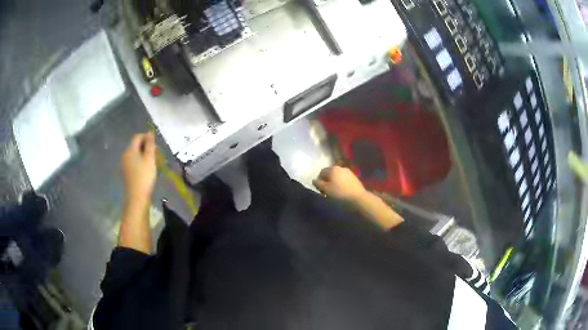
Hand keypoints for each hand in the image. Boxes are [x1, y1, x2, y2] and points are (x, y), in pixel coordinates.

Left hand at [121, 132, 157, 203]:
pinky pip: (132, 162)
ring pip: (134, 154)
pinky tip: (145, 169)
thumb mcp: (150, 159)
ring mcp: (124, 164)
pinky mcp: (125, 172)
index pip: (137, 137)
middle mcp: (125, 155)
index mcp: (130, 150)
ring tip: (152, 162)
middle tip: (155, 154)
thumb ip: (150, 145)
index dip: (146, 137)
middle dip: (145, 146)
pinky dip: (139, 161)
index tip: (155, 144)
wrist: (136, 197)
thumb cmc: (144, 177)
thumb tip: (150, 132)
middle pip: (134, 145)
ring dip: (142, 154)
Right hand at [313, 166, 367, 202]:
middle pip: (330, 173)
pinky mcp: (354, 177)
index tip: (320, 190)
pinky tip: (342, 191)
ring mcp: (348, 172)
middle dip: (327, 181)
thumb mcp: (326, 190)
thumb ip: (318, 184)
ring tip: (334, 192)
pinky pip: (343, 179)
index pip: (321, 172)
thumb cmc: (340, 194)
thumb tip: (314, 180)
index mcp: (332, 169)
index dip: (319, 181)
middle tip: (327, 192)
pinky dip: (341, 184)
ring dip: (334, 182)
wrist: (359, 198)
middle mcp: (340, 167)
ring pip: (337, 176)